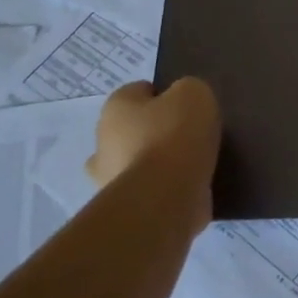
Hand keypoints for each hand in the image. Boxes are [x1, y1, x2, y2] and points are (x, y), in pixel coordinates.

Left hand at [86, 78, 221, 221]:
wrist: (166, 197)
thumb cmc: (175, 136)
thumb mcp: (194, 93)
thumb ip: (188, 90)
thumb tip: (183, 103)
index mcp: (116, 107)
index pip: (140, 91)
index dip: (166, 96)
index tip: (189, 109)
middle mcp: (103, 140)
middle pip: (133, 129)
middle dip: (156, 132)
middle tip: (189, 138)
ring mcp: (109, 178)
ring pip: (137, 162)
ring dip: (157, 164)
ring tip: (192, 167)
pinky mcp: (125, 207)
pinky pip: (148, 190)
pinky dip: (163, 190)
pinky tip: (189, 188)